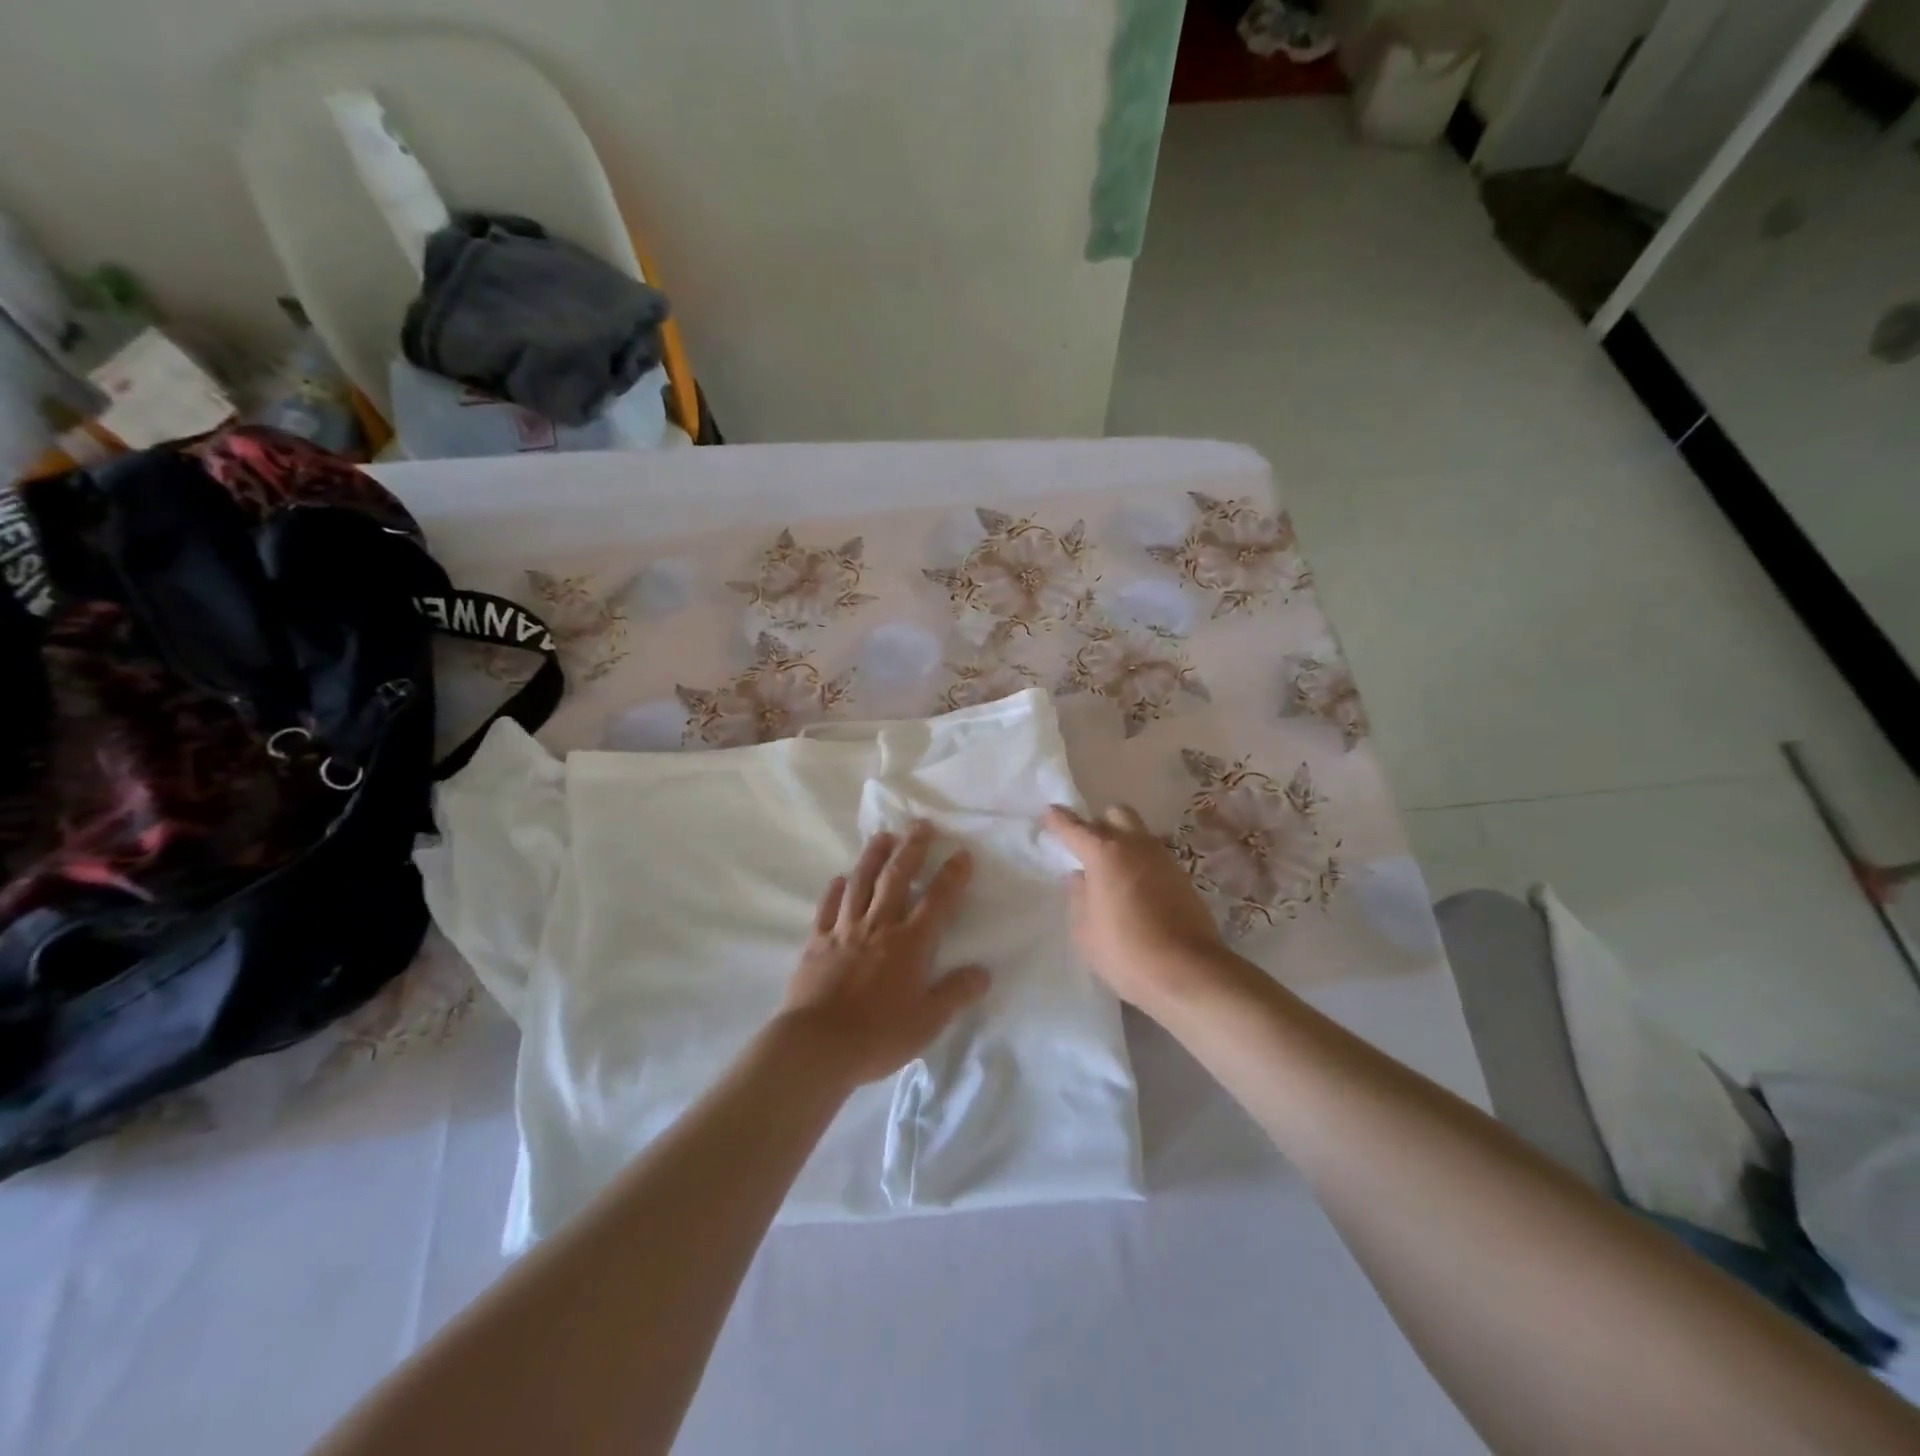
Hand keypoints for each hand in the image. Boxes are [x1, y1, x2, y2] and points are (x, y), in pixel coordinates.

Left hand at [777, 821, 990, 1087]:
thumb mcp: (928, 1021)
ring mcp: (844, 931)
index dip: (951, 876)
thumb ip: (956, 993)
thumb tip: (983, 972)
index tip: (961, 852)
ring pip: (861, 883)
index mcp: (910, 944)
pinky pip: (828, 908)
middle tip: (920, 824)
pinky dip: (835, 890)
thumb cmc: (878, 1035)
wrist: (817, 1045)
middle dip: (911, 849)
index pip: (937, 901)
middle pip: (897, 878)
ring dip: (873, 857)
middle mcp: (879, 927)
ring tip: (883, 836)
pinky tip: (840, 878)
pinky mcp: (817, 942)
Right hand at [1042, 804, 1232, 1012]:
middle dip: (1100, 824)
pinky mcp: (1183, 877)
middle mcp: (1135, 846)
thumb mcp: (1085, 930)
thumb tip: (1081, 878)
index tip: (1049, 813)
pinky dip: (1142, 865)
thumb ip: (1079, 897)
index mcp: (1104, 854)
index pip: (1074, 827)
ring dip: (1124, 844)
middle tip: (1089, 849)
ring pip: (1139, 835)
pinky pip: (1155, 858)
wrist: (1187, 972)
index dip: (1058, 820)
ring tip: (1113, 874)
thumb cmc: (1125, 952)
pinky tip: (1136, 892)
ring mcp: (1164, 859)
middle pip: (1116, 814)